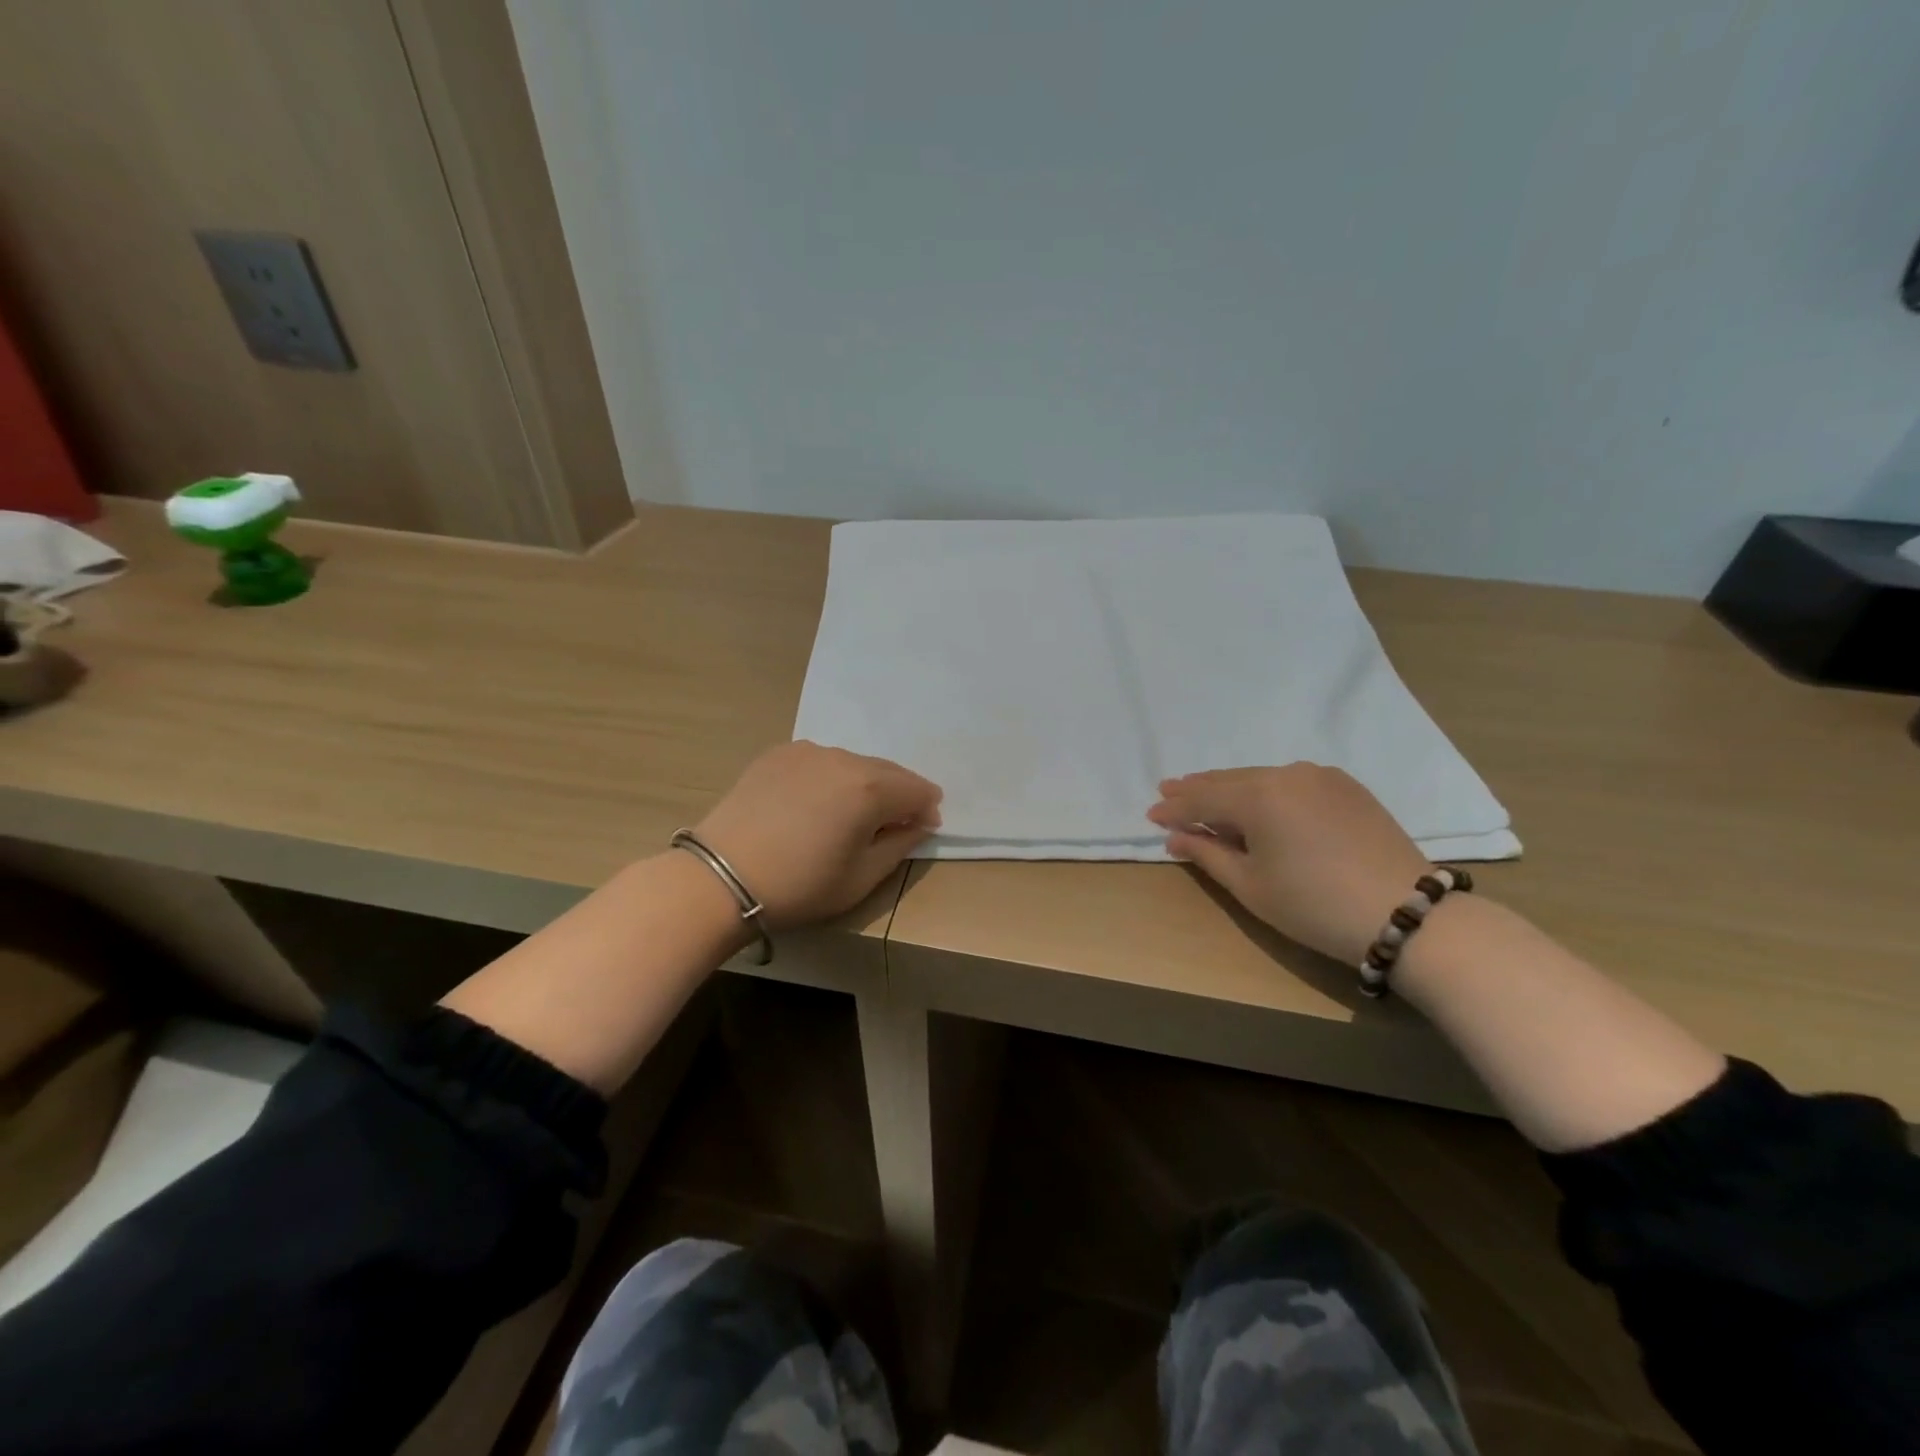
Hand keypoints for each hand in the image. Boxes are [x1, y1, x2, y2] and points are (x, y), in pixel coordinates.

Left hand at [694, 742, 942, 925]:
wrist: (719, 877)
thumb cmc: (799, 885)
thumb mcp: (861, 878)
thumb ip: (899, 846)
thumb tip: (918, 824)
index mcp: (870, 789)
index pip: (917, 789)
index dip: (927, 809)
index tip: (923, 828)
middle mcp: (843, 759)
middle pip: (888, 771)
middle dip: (900, 793)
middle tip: (896, 822)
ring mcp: (808, 751)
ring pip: (853, 763)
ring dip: (865, 783)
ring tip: (853, 813)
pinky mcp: (778, 754)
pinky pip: (821, 761)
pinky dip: (831, 777)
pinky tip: (817, 802)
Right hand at [1147, 765, 1429, 965]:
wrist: (1406, 914)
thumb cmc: (1314, 906)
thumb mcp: (1251, 886)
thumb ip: (1208, 854)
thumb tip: (1175, 837)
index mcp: (1258, 797)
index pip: (1202, 799)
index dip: (1174, 808)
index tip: (1151, 813)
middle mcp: (1285, 774)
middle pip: (1229, 780)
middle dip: (1197, 788)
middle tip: (1168, 789)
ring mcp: (1320, 776)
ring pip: (1260, 777)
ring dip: (1230, 787)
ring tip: (1205, 792)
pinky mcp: (1346, 786)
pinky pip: (1290, 780)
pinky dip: (1265, 788)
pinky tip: (1256, 798)